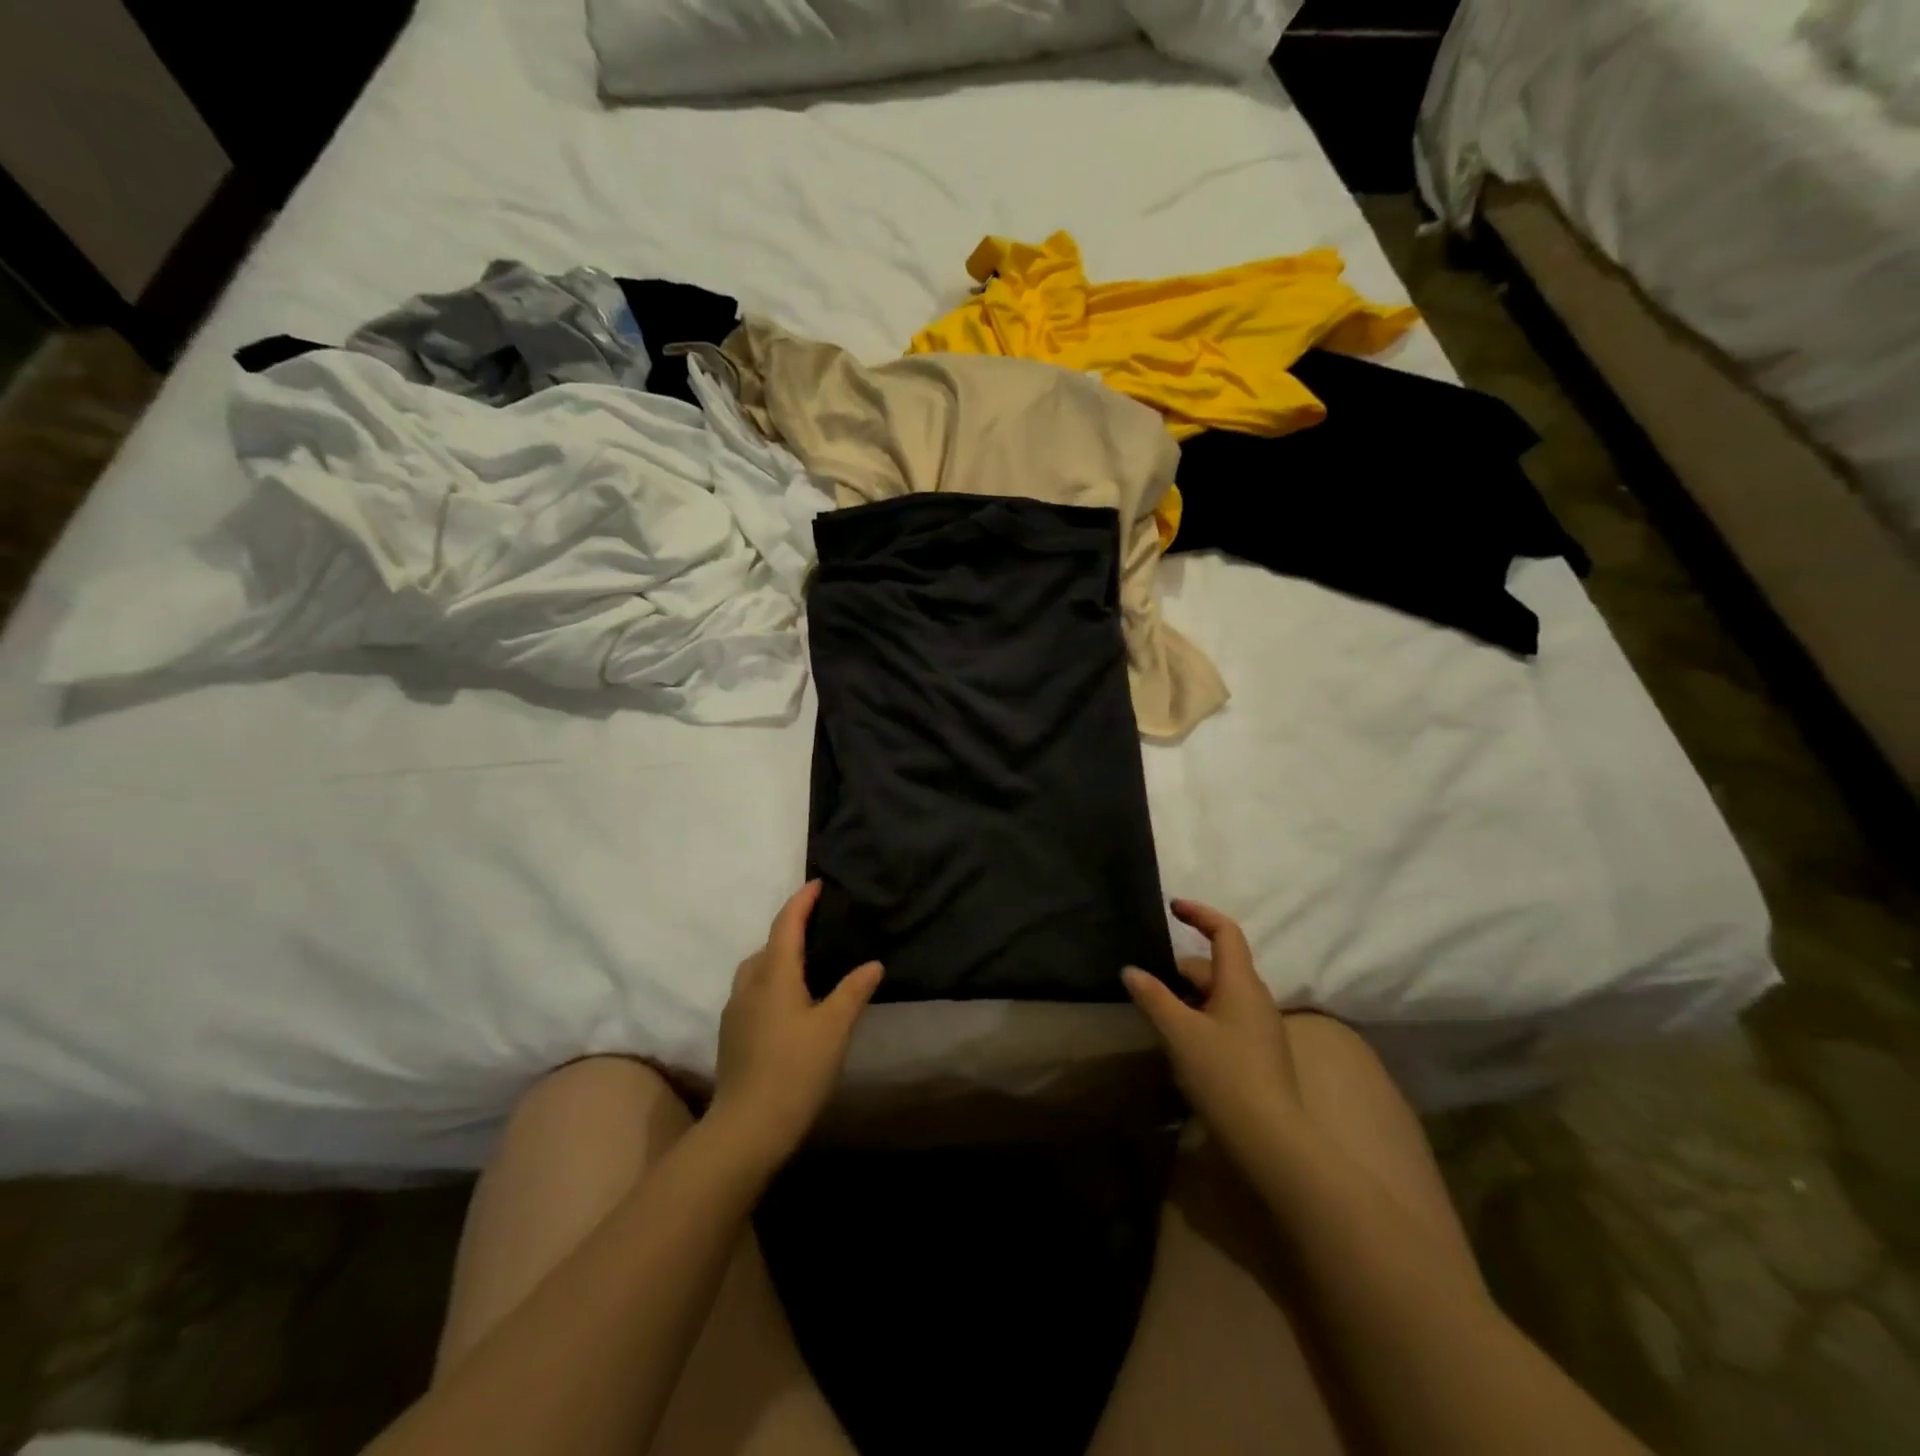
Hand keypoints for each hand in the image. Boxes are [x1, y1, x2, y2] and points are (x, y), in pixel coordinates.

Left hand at [710, 881, 882, 1165]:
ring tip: (805, 966)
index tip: (816, 885)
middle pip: (767, 946)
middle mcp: (749, 986)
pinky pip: (752, 993)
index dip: (801, 902)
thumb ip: (853, 991)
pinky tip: (789, 1005)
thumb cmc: (796, 1070)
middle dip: (788, 931)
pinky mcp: (731, 1035)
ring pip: (756, 971)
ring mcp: (735, 1012)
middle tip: (818, 929)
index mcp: (774, 976)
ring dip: (776, 958)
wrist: (748, 1127)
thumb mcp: (834, 1029)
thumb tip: (873, 964)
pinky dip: (770, 984)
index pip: (785, 926)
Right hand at [1123, 899, 1303, 1171]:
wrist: (1270, 1140)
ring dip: (1189, 993)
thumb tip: (1131, 970)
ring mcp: (1260, 1027)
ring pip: (1220, 994)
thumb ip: (1153, 997)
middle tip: (1146, 974)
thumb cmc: (1224, 1074)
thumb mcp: (1179, 1032)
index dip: (1200, 914)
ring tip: (1155, 1006)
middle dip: (1181, 965)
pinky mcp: (1258, 1053)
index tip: (1172, 907)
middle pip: (1218, 965)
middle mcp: (1255, 998)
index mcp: (1241, 982)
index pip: (1225, 931)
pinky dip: (1200, 1015)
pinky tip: (1178, 1038)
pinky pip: (1225, 1018)